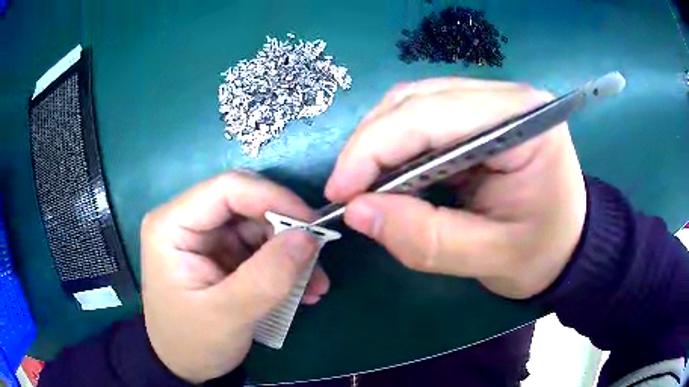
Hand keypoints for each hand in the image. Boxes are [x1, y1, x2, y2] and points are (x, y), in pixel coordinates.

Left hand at [141, 171, 327, 382]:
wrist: (184, 366)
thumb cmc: (192, 342)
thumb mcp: (228, 315)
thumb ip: (267, 277)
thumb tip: (309, 237)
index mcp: (171, 225)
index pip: (227, 189)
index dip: (273, 198)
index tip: (312, 226)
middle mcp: (186, 221)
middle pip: (246, 204)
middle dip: (286, 230)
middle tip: (317, 260)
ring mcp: (205, 237)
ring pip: (258, 225)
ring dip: (290, 252)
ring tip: (315, 285)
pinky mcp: (220, 253)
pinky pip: (259, 247)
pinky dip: (283, 266)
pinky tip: (302, 290)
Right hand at [325, 78, 586, 298]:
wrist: (568, 244)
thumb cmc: (542, 254)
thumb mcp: (490, 258)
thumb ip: (426, 239)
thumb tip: (358, 211)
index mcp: (523, 121)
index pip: (432, 115)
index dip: (374, 149)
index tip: (340, 192)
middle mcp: (506, 97)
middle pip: (417, 101)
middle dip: (371, 145)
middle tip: (347, 192)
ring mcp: (492, 101)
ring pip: (414, 103)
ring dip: (380, 142)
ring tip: (366, 184)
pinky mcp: (480, 115)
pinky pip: (423, 116)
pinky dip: (397, 144)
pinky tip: (391, 173)